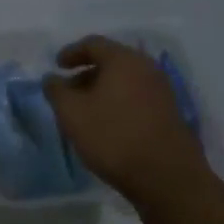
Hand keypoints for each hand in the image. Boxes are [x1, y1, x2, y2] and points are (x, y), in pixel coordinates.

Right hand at [43, 36, 204, 201]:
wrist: (169, 180)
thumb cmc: (115, 137)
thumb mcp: (73, 114)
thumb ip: (56, 91)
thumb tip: (51, 79)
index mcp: (123, 59)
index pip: (93, 44)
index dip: (71, 52)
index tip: (57, 66)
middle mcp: (146, 68)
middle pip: (111, 62)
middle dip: (87, 74)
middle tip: (69, 92)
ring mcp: (162, 92)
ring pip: (125, 82)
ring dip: (103, 91)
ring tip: (87, 112)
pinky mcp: (171, 115)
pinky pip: (138, 98)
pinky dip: (120, 104)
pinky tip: (109, 126)